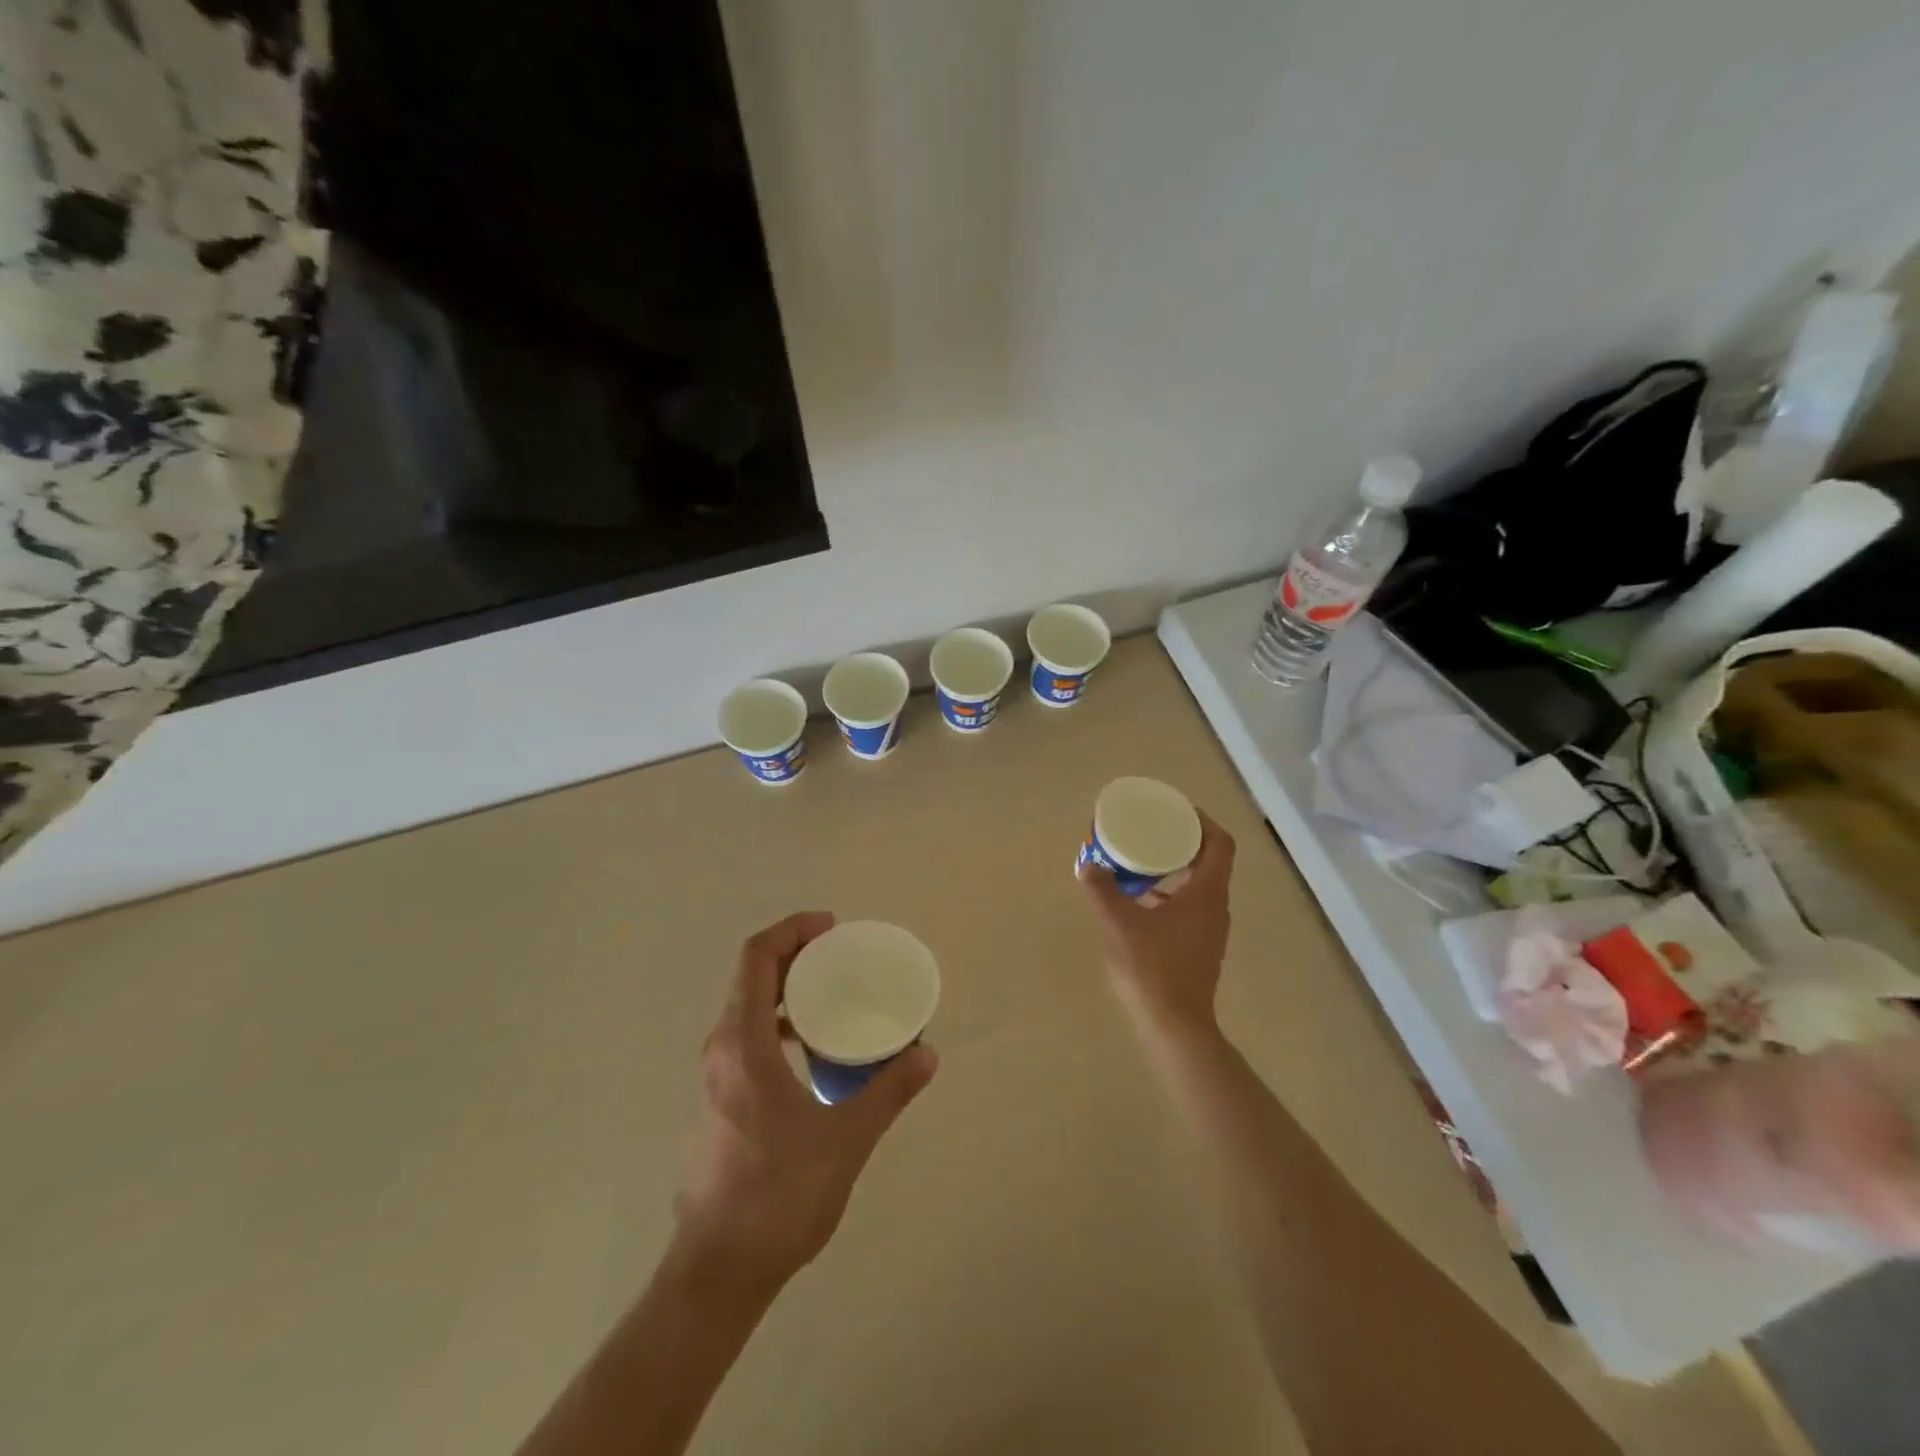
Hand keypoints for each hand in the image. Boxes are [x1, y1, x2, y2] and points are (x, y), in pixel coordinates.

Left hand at [675, 913, 937, 1289]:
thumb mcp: (846, 1140)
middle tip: (841, 956)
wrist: (718, 1273)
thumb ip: (888, 1092)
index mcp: (742, 1044)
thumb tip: (928, 1053)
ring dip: (786, 989)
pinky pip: (747, 1036)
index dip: (792, 931)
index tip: (832, 929)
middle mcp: (721, 1049)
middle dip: (795, 955)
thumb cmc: (778, 1196)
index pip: (757, 958)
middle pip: (750, 977)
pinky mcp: (720, 1100)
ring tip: (831, 993)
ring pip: (746, 1007)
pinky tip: (812, 1046)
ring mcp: (715, 1076)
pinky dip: (778, 1021)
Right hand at [1080, 813, 1235, 1037]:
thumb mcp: (1119, 925)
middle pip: (1210, 860)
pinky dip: (1171, 893)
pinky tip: (1141, 900)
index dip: (1202, 821)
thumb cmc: (1153, 970)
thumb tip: (1087, 864)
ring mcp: (1211, 929)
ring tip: (1144, 859)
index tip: (1175, 810)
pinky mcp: (1200, 946)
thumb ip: (1101, 891)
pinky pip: (1191, 905)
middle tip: (1153, 828)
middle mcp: (1216, 906)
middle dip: (1184, 840)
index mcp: (1206, 893)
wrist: (1175, 1027)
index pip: (1219, 843)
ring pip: (1200, 884)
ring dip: (1177, 867)